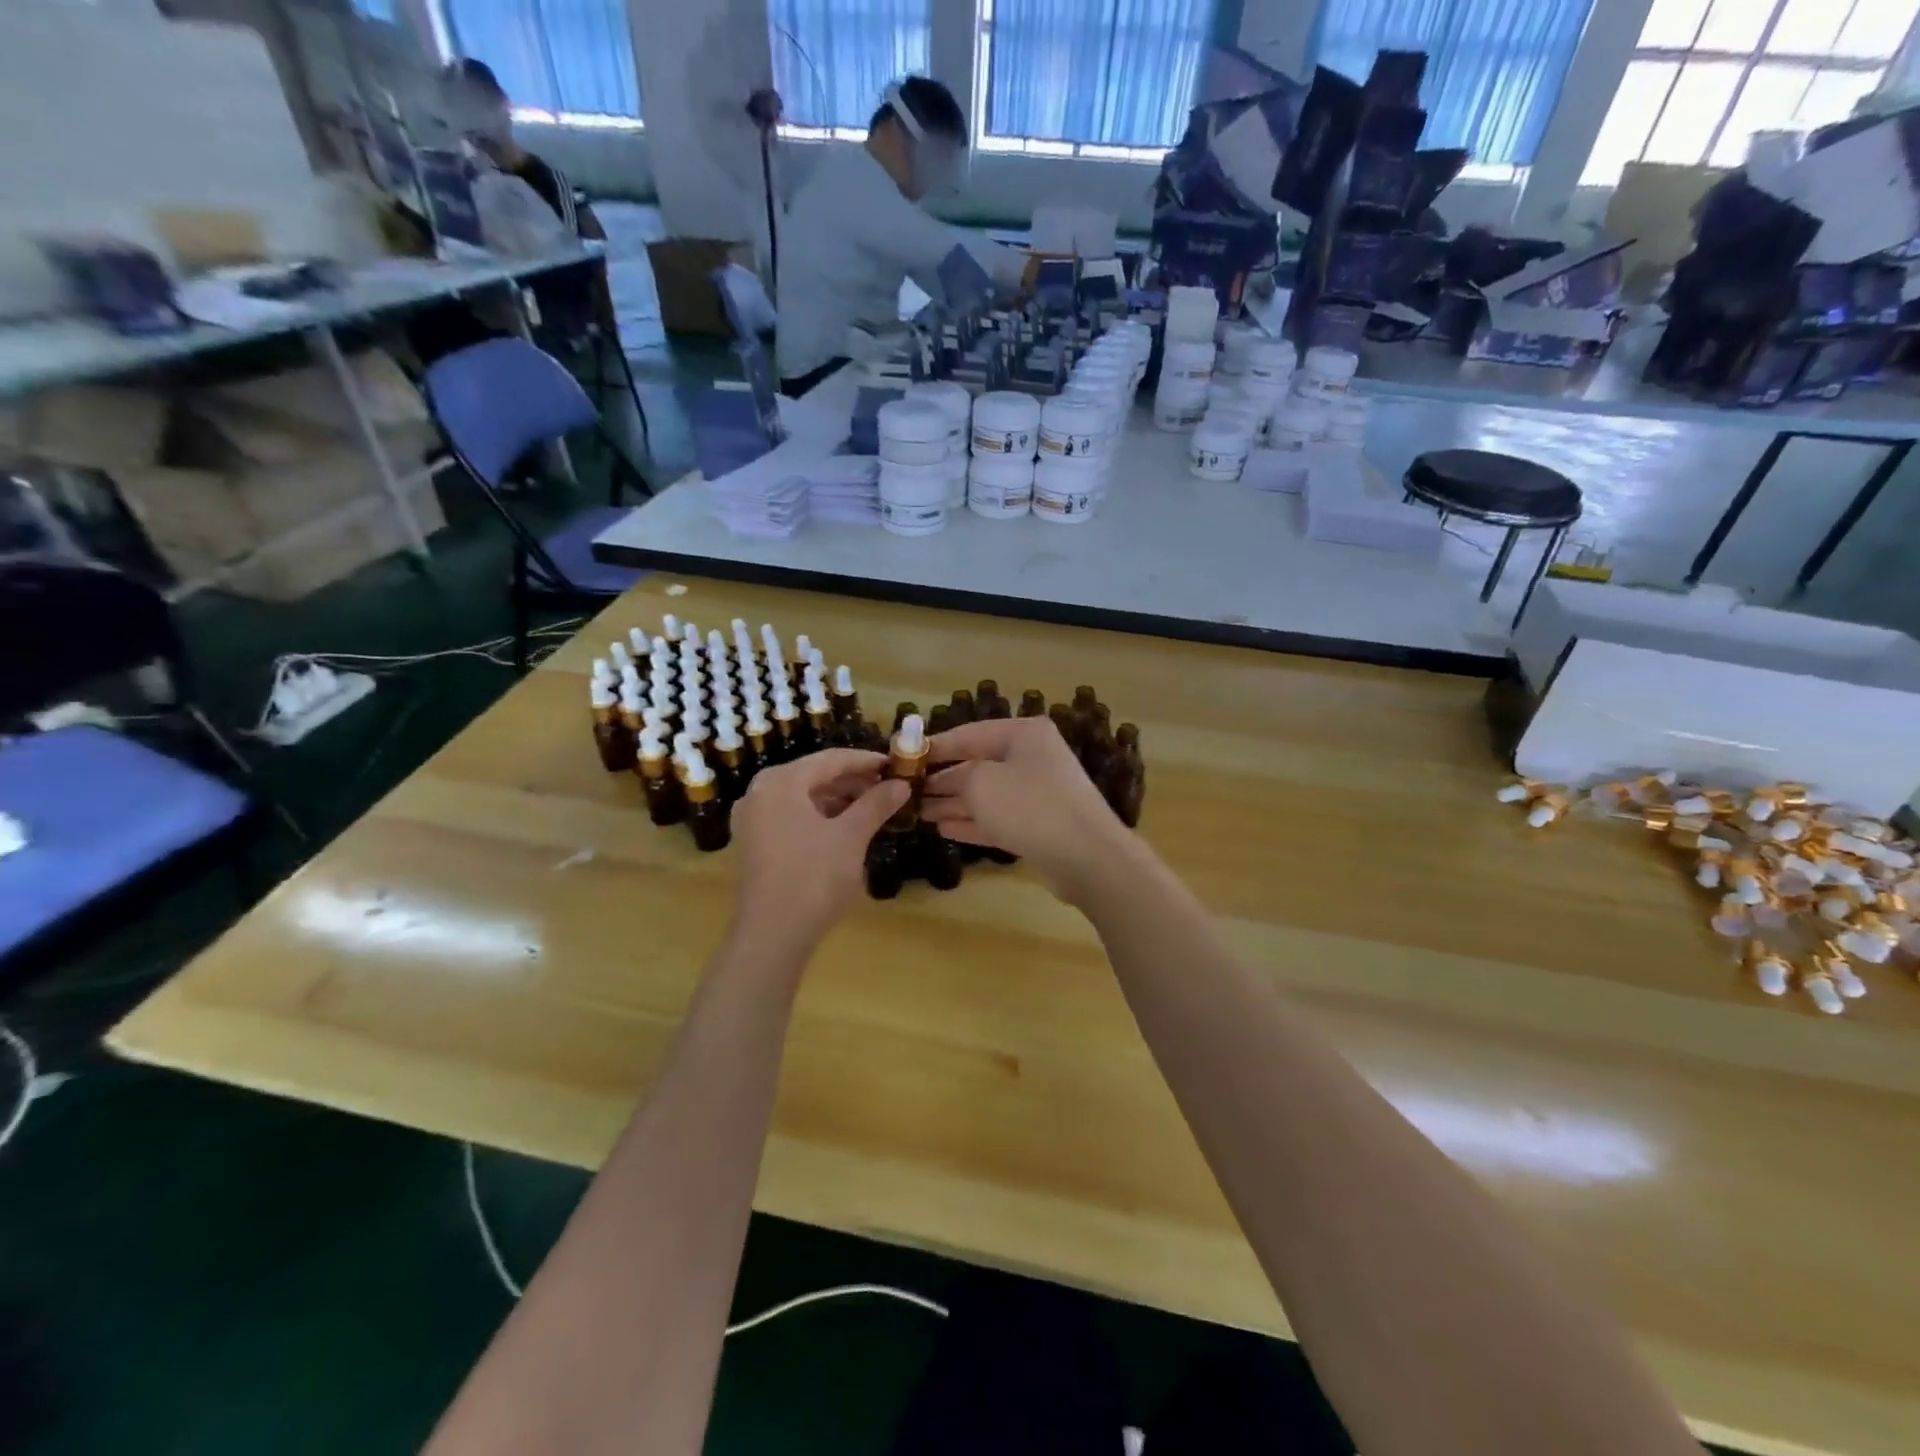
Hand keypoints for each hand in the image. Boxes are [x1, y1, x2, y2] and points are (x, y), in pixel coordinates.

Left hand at [729, 749, 907, 946]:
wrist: (772, 934)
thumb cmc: (814, 877)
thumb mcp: (851, 836)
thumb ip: (876, 804)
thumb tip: (902, 784)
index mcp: (781, 781)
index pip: (831, 759)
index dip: (867, 761)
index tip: (896, 765)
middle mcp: (760, 791)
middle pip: (815, 775)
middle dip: (853, 781)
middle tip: (889, 788)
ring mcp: (753, 818)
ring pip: (803, 797)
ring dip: (838, 799)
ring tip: (873, 807)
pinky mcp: (754, 842)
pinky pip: (792, 816)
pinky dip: (820, 816)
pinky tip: (846, 827)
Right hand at [923, 717, 1127, 901]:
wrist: (1086, 856)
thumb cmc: (1029, 806)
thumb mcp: (980, 783)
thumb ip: (955, 777)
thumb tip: (943, 781)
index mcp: (1023, 734)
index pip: (969, 734)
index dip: (935, 746)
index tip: (905, 758)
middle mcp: (1031, 758)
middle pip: (977, 765)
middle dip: (942, 780)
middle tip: (907, 791)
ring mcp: (1037, 793)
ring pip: (986, 795)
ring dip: (952, 803)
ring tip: (917, 812)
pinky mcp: (1039, 826)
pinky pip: (998, 819)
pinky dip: (972, 822)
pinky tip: (943, 828)